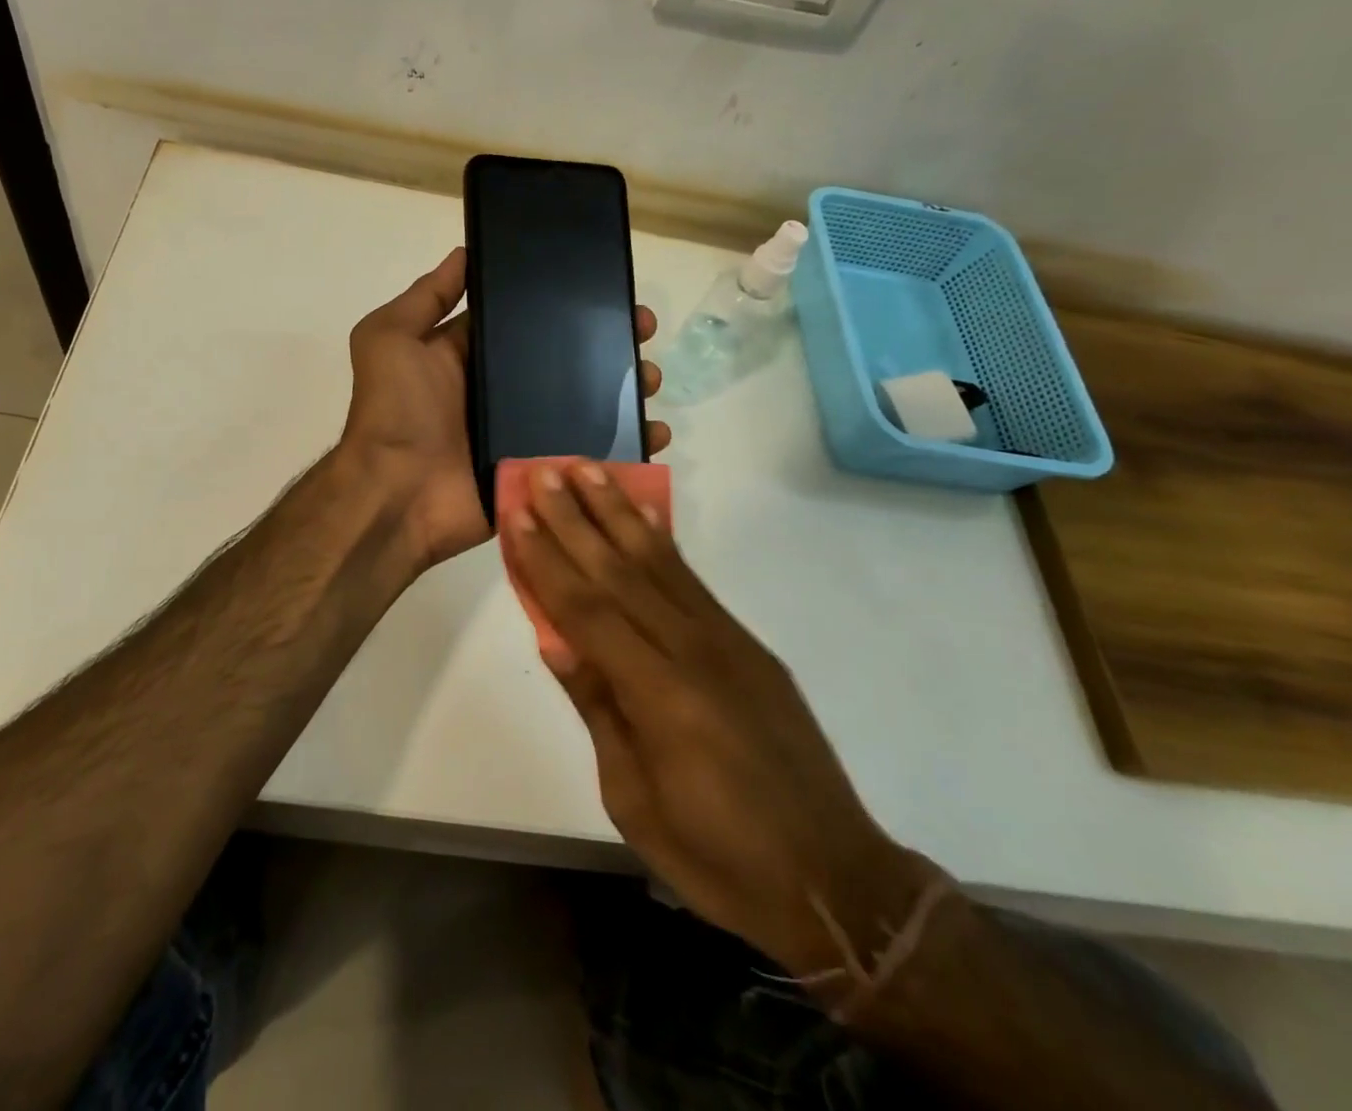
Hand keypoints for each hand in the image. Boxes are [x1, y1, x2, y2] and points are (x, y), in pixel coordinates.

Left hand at [339, 248, 669, 570]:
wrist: (396, 495)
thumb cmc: (394, 410)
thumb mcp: (390, 337)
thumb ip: (427, 297)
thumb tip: (465, 252)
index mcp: (474, 356)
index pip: (529, 321)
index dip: (567, 305)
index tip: (609, 289)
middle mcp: (503, 391)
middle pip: (569, 361)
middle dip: (610, 344)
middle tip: (643, 332)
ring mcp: (526, 433)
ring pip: (588, 406)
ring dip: (626, 391)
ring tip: (652, 380)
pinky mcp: (542, 470)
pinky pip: (590, 454)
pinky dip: (625, 446)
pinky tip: (653, 433)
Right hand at [503, 461, 930, 977]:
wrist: (832, 880)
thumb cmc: (717, 857)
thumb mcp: (633, 798)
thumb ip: (598, 708)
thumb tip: (556, 640)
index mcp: (660, 696)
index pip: (587, 610)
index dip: (548, 560)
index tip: (518, 515)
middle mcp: (694, 652)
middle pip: (620, 572)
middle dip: (575, 519)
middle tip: (544, 472)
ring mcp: (727, 643)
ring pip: (659, 563)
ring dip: (617, 513)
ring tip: (588, 471)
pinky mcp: (748, 646)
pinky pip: (693, 582)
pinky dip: (662, 543)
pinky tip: (642, 518)